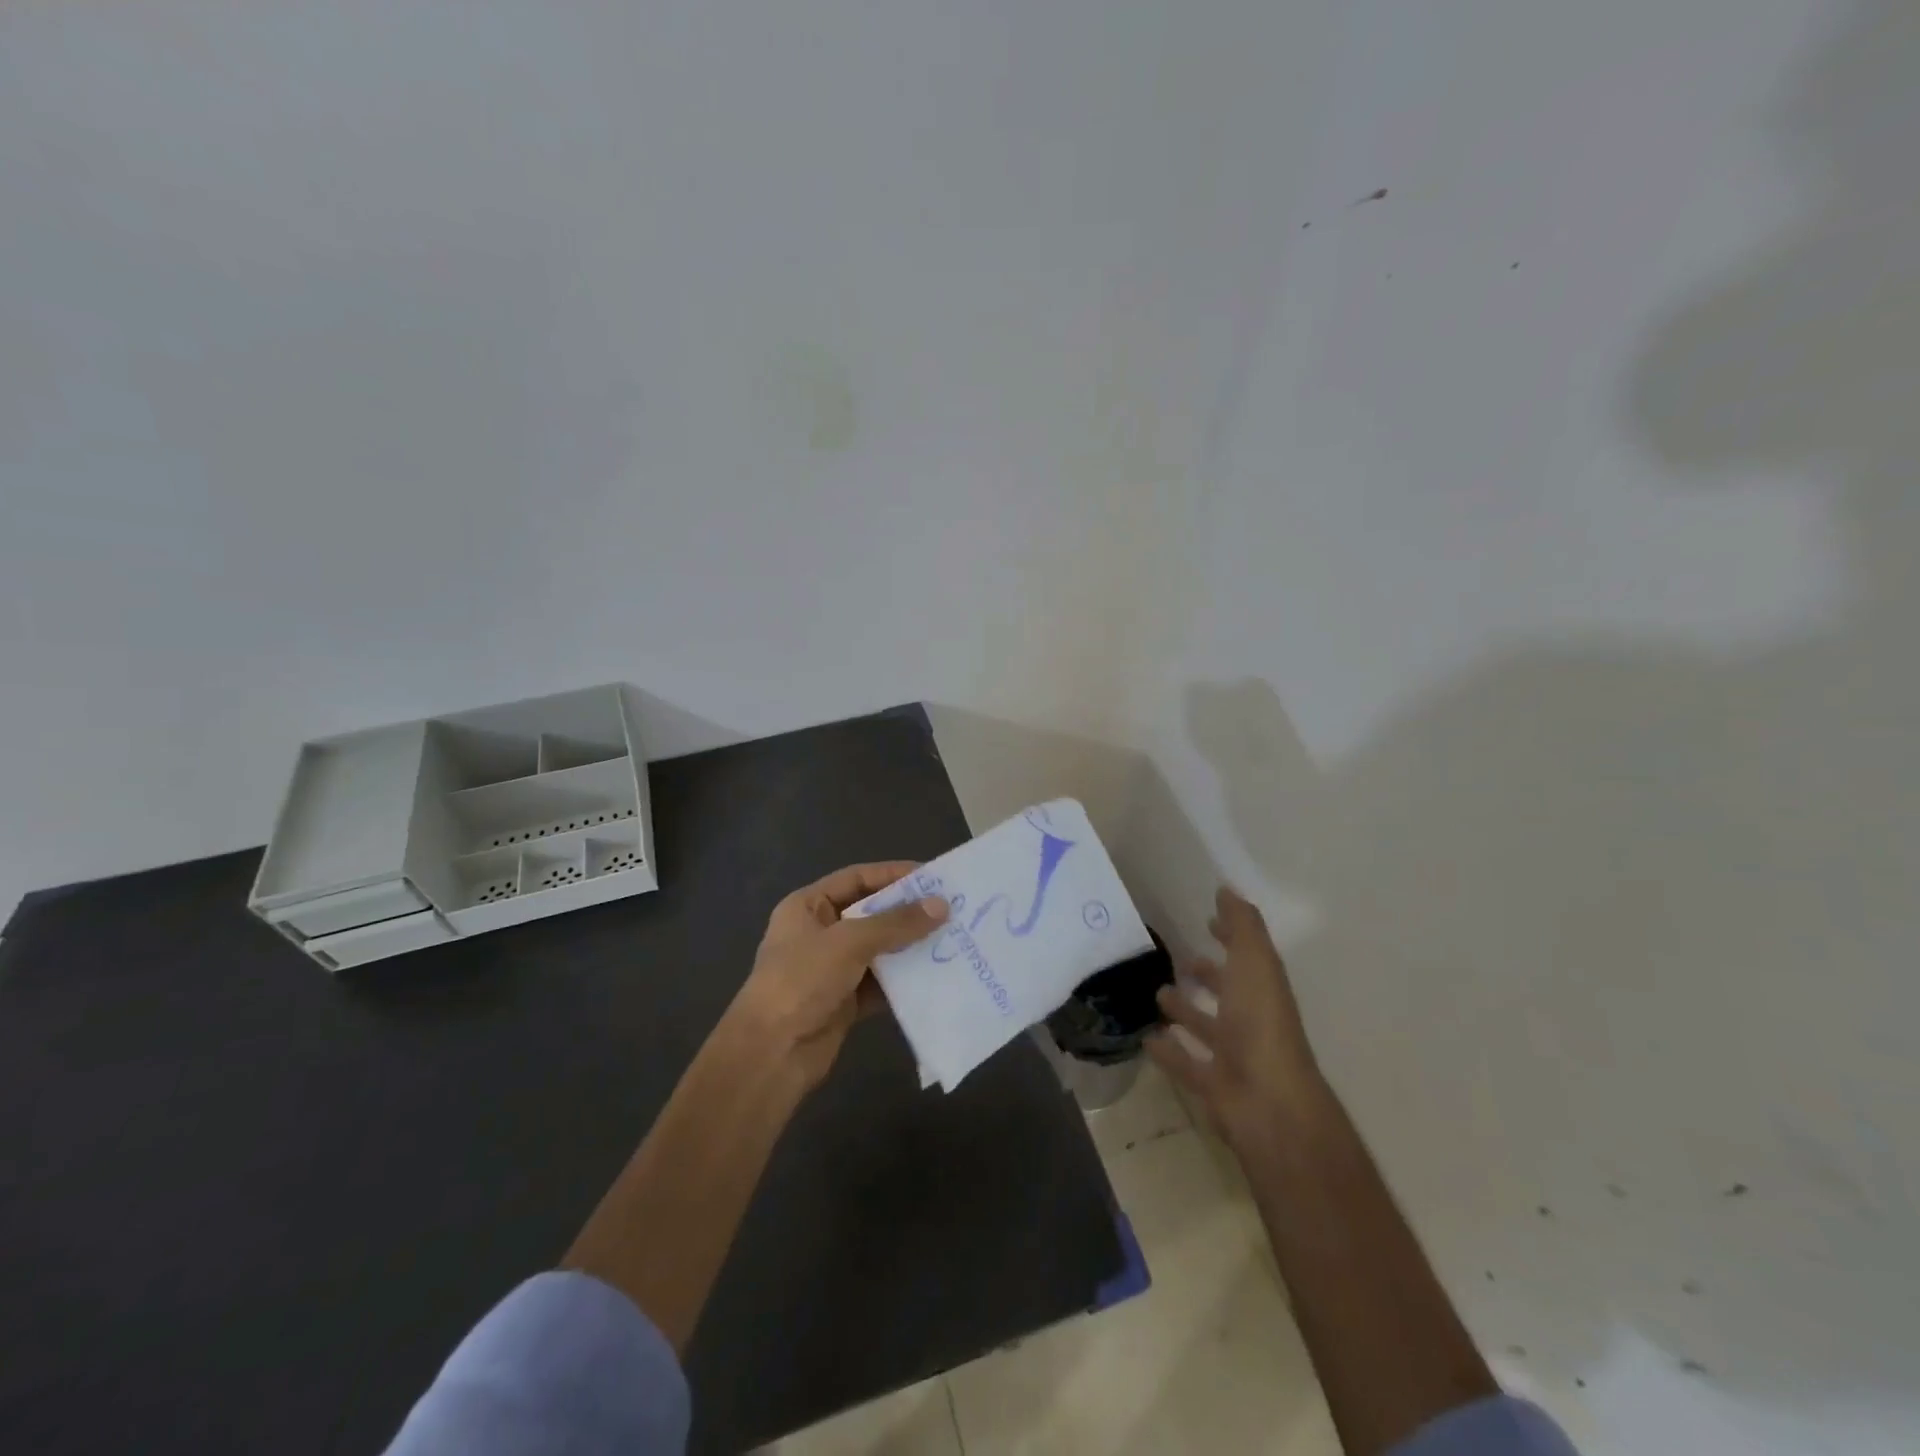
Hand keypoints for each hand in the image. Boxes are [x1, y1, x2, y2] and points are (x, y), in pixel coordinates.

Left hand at [728, 862, 947, 1090]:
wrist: (771, 1055)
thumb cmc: (801, 982)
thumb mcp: (849, 943)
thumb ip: (895, 923)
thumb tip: (941, 905)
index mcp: (808, 907)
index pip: (857, 878)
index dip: (893, 874)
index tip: (934, 876)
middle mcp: (820, 933)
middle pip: (871, 913)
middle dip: (908, 912)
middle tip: (951, 909)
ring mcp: (832, 969)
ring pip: (879, 950)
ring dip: (910, 947)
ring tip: (952, 939)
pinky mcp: (845, 1002)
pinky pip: (881, 984)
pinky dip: (904, 980)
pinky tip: (936, 976)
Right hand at [1146, 886, 1328, 1150]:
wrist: (1268, 1103)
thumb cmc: (1261, 1024)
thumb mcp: (1255, 963)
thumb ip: (1242, 926)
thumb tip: (1227, 890)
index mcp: (1263, 990)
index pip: (1247, 956)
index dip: (1231, 937)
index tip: (1209, 922)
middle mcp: (1251, 1020)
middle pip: (1229, 993)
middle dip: (1209, 976)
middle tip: (1182, 961)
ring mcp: (1234, 1055)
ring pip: (1207, 1028)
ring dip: (1186, 1011)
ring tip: (1158, 995)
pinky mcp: (1213, 1085)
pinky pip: (1186, 1063)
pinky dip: (1168, 1051)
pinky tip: (1147, 1038)